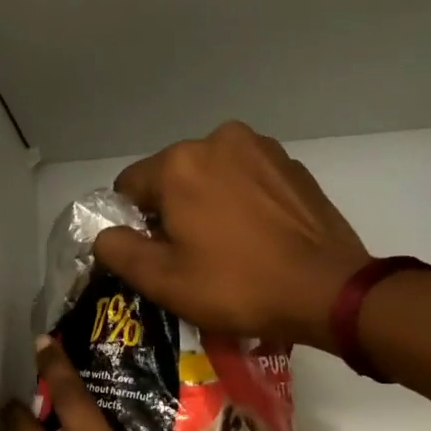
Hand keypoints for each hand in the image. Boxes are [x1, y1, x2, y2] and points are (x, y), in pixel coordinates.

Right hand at [94, 121, 368, 353]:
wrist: (325, 290)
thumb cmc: (235, 286)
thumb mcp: (162, 280)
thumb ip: (117, 250)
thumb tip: (105, 234)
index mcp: (179, 163)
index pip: (128, 187)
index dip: (132, 225)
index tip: (153, 256)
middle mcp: (218, 140)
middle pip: (172, 178)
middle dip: (172, 212)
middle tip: (190, 258)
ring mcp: (262, 149)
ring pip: (211, 176)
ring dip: (208, 205)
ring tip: (227, 249)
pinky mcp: (292, 166)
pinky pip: (247, 181)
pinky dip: (242, 203)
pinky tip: (256, 239)